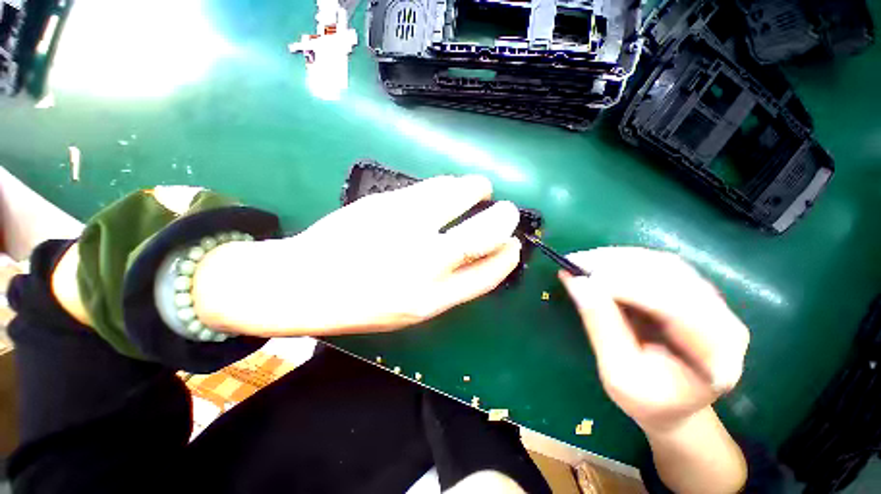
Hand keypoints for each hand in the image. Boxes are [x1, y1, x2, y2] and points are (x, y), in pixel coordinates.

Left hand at [193, 175, 522, 335]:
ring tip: (482, 188)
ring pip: (458, 198)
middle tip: (508, 210)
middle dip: (504, 219)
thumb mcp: (410, 310)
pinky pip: (432, 187)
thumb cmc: (360, 305)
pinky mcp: (386, 203)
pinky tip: (451, 186)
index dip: (507, 257)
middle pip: (481, 235)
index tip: (513, 244)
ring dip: (477, 189)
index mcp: (431, 300)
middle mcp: (423, 264)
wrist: (303, 284)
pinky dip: (450, 184)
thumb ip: (447, 286)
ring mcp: (404, 229)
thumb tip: (477, 258)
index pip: (487, 275)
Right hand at [559, 247, 749, 433]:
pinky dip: (626, 261)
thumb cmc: (647, 402)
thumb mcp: (618, 373)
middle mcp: (724, 320)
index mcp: (716, 355)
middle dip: (617, 265)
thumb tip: (576, 283)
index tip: (581, 278)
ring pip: (665, 265)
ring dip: (619, 258)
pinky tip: (602, 264)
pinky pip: (661, 267)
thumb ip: (601, 326)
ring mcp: (713, 304)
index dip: (625, 286)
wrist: (674, 407)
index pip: (673, 305)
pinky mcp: (696, 294)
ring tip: (584, 260)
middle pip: (672, 276)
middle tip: (576, 262)